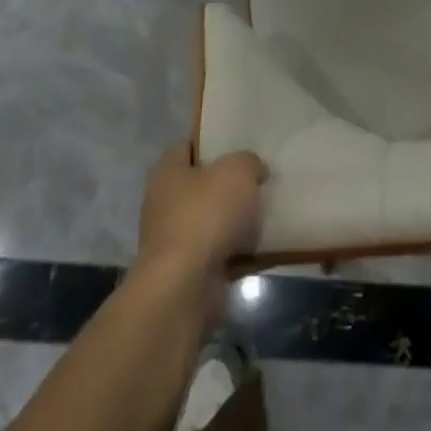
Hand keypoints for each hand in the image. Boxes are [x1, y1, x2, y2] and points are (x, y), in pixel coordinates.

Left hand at [135, 145, 267, 316]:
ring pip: (212, 220)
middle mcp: (164, 203)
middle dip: (228, 184)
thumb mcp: (238, 171)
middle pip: (201, 185)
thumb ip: (248, 162)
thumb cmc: (205, 215)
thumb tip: (253, 170)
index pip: (188, 146)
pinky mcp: (187, 272)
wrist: (184, 287)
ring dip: (235, 220)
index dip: (213, 142)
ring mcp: (174, 240)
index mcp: (167, 172)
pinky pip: (219, 253)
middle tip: (259, 178)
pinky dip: (238, 251)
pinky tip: (263, 245)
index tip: (240, 145)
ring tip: (266, 211)